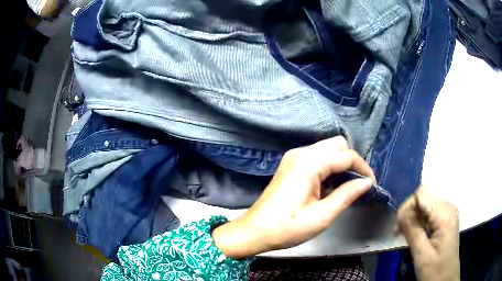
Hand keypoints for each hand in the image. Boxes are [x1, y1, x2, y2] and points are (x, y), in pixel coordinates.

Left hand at [212, 136, 374, 258]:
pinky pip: (317, 158)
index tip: (372, 184)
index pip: (346, 155)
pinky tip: (330, 186)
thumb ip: (347, 195)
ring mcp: (293, 157)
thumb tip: (367, 182)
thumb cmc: (287, 228)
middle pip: (337, 145)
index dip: (363, 168)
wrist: (254, 231)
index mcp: (308, 163)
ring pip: (327, 150)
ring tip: (346, 188)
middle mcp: (300, 153)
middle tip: (358, 185)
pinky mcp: (291, 165)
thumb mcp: (322, 216)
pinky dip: (329, 168)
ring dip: (341, 164)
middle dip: (352, 162)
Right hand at [398, 186, 459, 280]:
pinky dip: (418, 222)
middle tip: (398, 233)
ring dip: (412, 218)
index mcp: (445, 214)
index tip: (398, 227)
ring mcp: (447, 213)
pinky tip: (414, 235)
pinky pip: (429, 213)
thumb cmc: (436, 270)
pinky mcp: (445, 220)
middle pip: (423, 198)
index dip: (407, 206)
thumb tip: (400, 212)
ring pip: (425, 205)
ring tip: (404, 236)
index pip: (422, 194)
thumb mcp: (422, 255)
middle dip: (409, 213)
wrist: (446, 279)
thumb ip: (412, 231)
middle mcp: (448, 207)